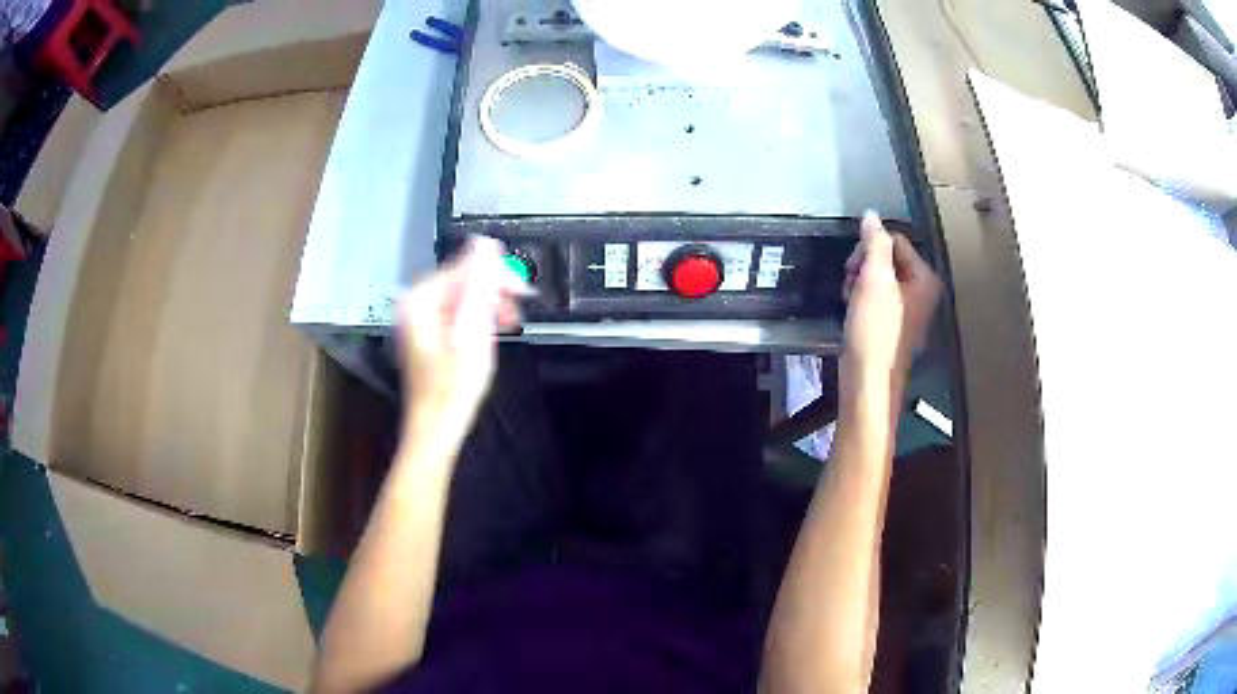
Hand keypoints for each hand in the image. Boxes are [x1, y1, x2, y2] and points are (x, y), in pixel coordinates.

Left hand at [396, 237, 528, 440]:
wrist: (436, 428)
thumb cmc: (453, 386)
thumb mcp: (472, 331)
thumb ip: (478, 284)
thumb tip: (485, 244)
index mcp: (421, 300)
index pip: (464, 268)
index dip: (496, 276)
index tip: (522, 292)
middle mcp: (415, 305)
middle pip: (462, 281)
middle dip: (493, 292)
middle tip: (517, 310)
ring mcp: (419, 321)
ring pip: (462, 298)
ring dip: (488, 306)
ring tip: (508, 324)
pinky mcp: (428, 336)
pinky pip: (457, 314)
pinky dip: (477, 319)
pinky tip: (489, 333)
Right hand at [842, 212, 941, 378]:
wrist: (868, 379)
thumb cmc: (876, 329)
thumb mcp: (875, 280)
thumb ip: (875, 243)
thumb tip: (871, 214)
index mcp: (924, 278)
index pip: (894, 241)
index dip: (870, 249)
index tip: (855, 269)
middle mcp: (921, 291)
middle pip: (886, 258)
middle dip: (863, 266)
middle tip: (851, 284)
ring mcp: (907, 309)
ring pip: (878, 277)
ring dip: (859, 282)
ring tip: (851, 300)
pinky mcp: (892, 323)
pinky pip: (875, 297)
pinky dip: (861, 299)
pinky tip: (853, 310)